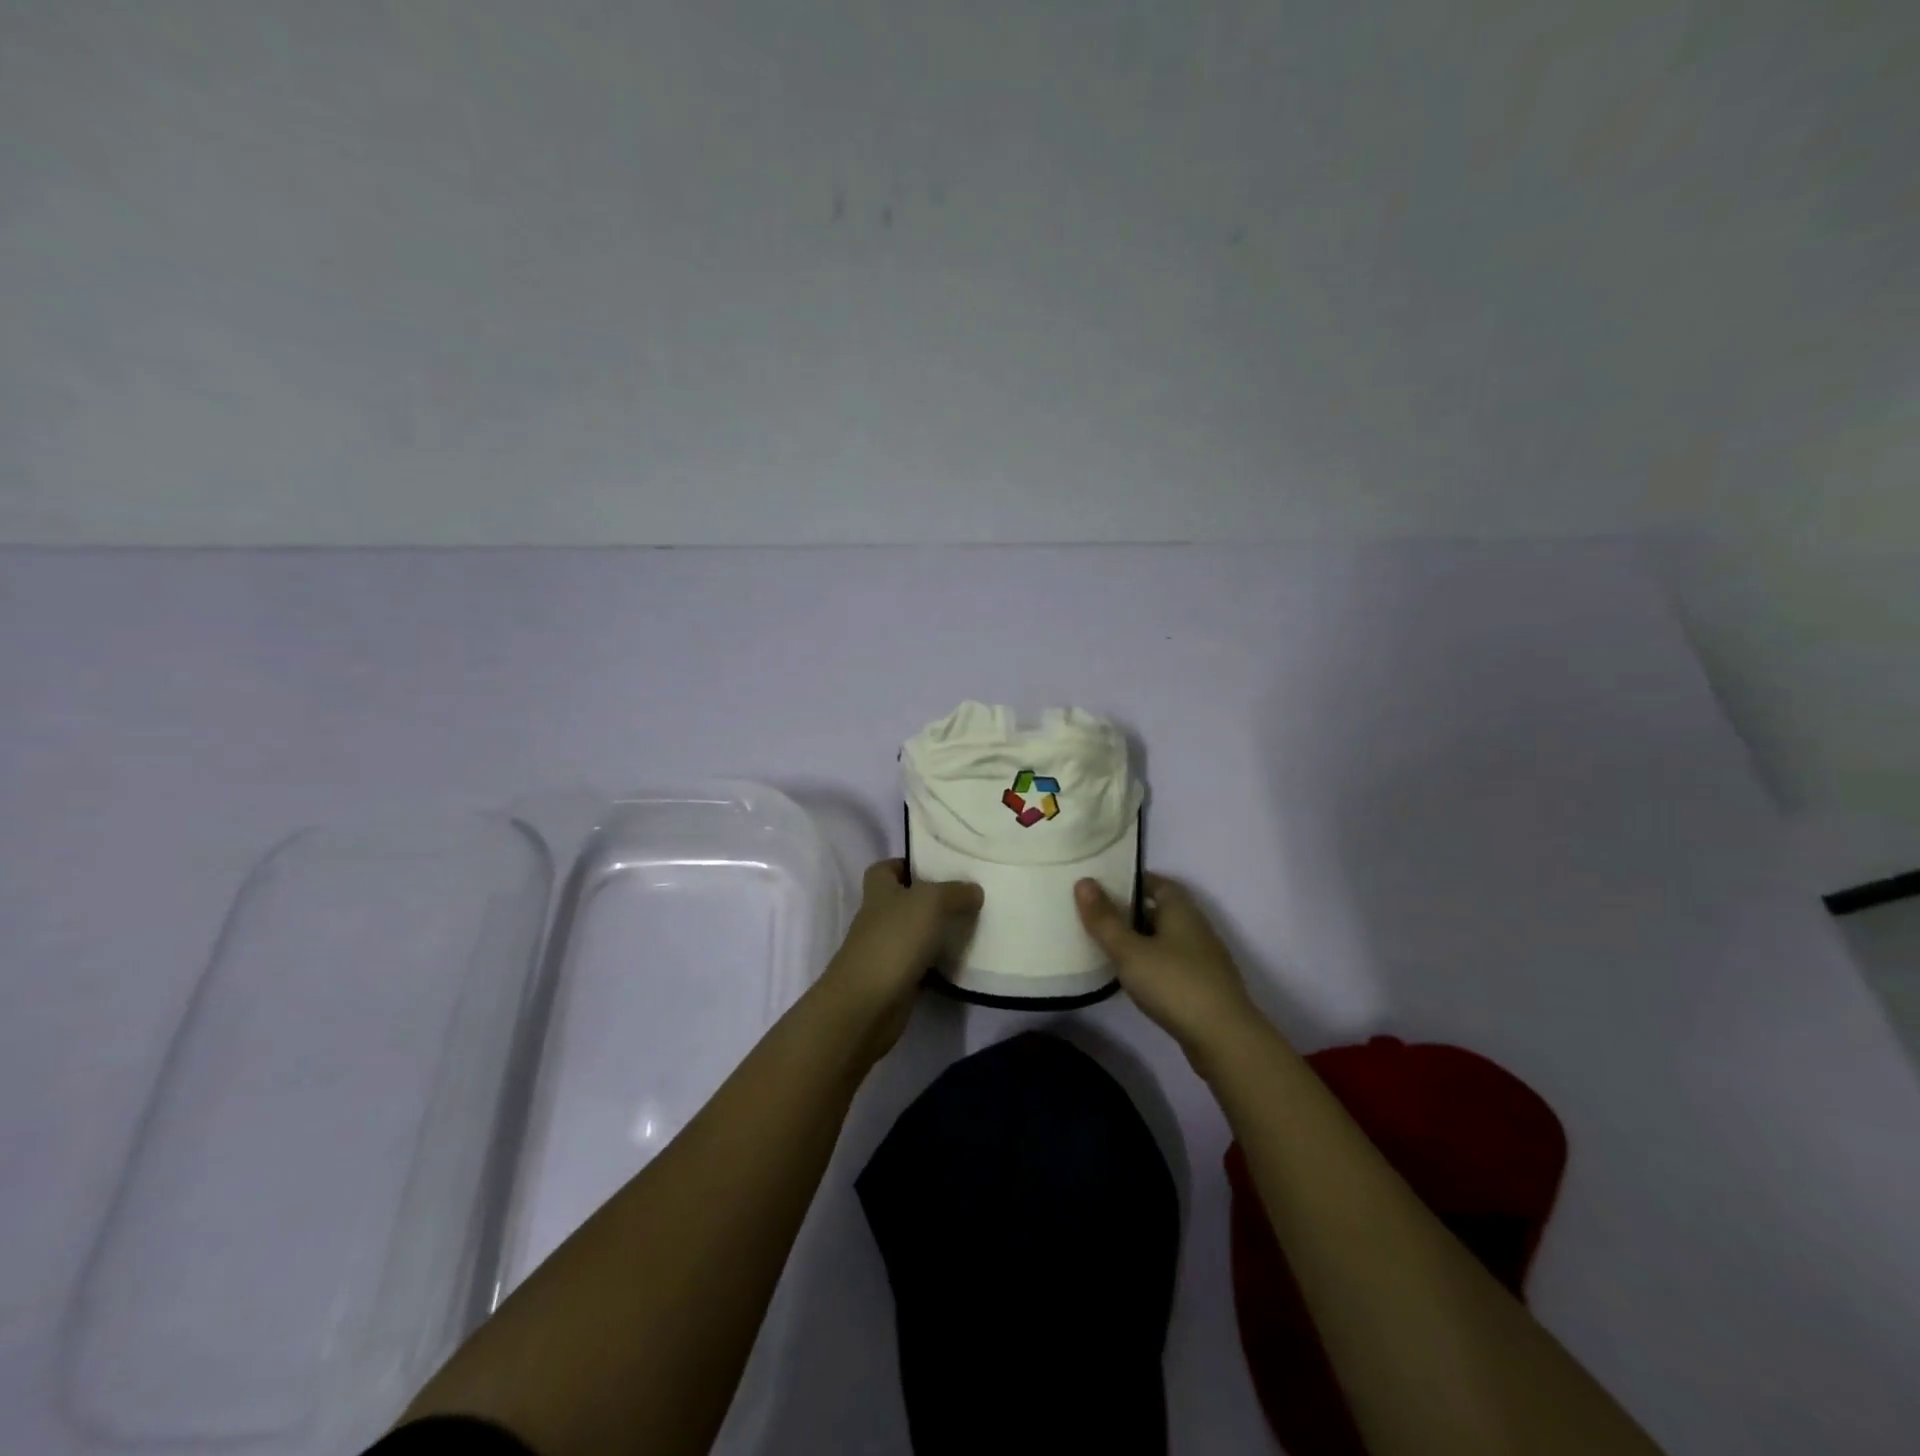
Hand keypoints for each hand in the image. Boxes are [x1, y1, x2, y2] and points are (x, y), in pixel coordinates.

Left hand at [817, 859, 982, 1059]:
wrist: (867, 1005)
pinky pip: (921, 966)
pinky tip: (963, 962)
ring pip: (915, 934)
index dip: (906, 864)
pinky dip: (938, 965)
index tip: (937, 867)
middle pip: (904, 901)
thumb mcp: (930, 903)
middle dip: (931, 900)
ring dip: (937, 933)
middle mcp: (878, 918)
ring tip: (973, 927)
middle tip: (967, 897)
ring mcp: (884, 951)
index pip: (885, 868)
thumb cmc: (894, 940)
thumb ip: (954, 892)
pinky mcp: (895, 981)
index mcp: (879, 891)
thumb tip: (974, 890)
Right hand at [1075, 873, 1259, 1058]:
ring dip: (1141, 939)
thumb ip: (1105, 919)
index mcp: (1181, 911)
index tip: (1103, 885)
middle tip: (1098, 915)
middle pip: (1161, 910)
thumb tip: (1083, 881)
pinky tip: (1134, 978)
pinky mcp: (1204, 987)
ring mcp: (1203, 959)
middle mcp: (1196, 928)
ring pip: (1166, 939)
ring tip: (1108, 945)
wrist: (1224, 1039)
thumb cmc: (1174, 984)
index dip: (1132, 881)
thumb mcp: (1130, 951)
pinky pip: (1172, 964)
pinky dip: (1152, 963)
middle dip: (1132, 911)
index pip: (1157, 883)